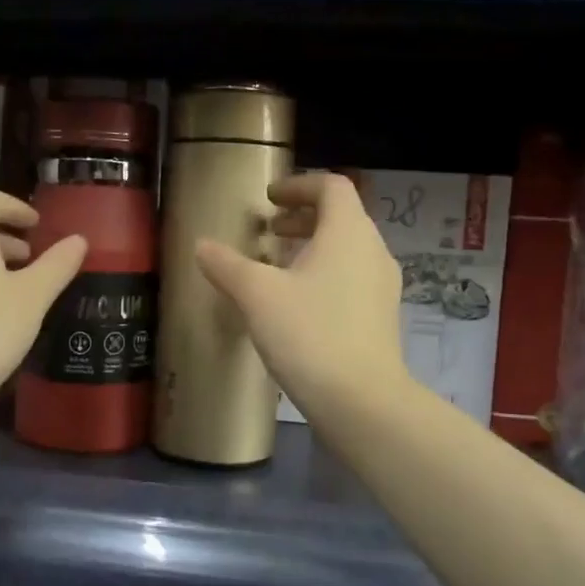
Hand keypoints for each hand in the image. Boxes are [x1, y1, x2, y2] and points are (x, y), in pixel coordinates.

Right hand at [196, 172, 407, 424]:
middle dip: (302, 218)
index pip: (331, 187)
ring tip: (277, 267)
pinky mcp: (381, 318)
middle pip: (341, 217)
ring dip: (312, 248)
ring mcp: (382, 287)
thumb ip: (227, 265)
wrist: (361, 401)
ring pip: (347, 250)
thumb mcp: (257, 295)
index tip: (270, 198)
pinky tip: (297, 305)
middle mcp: (373, 251)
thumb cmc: (309, 333)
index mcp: (348, 232)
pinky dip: (324, 275)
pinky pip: (352, 279)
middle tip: (269, 231)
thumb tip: (202, 246)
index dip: (299, 185)